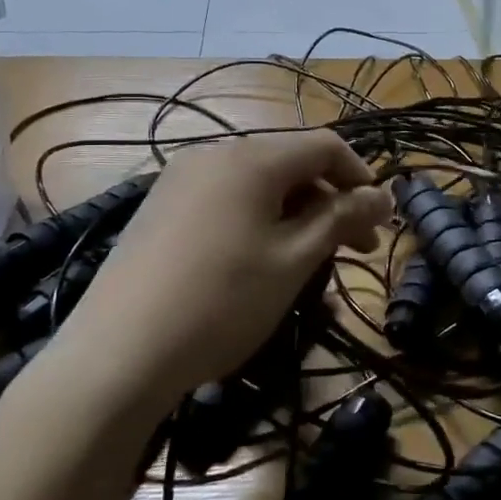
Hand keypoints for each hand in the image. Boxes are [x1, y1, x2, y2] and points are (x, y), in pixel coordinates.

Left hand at [57, 130, 391, 418]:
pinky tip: (259, 265)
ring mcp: (180, 180)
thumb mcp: (294, 260)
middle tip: (355, 252)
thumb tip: (383, 196)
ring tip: (309, 264)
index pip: (325, 145)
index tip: (379, 223)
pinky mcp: (160, 209)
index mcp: (251, 157)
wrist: (117, 354)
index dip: (362, 177)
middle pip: (291, 163)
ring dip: (296, 216)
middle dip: (330, 202)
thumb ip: (342, 218)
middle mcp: (214, 154)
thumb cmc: (221, 301)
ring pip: (259, 185)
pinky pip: (226, 202)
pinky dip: (258, 222)